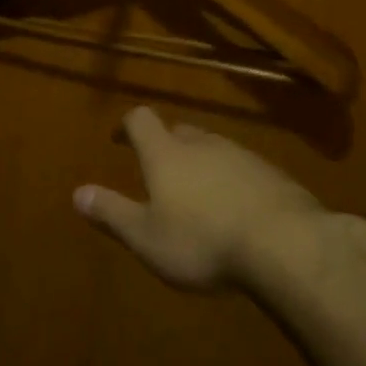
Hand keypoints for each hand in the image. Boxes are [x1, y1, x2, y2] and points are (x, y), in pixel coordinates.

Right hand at [75, 106, 323, 290]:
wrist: (287, 245)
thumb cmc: (203, 241)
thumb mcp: (147, 237)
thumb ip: (112, 213)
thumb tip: (77, 193)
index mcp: (166, 154)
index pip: (141, 120)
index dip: (127, 126)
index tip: (119, 139)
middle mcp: (202, 144)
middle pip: (179, 132)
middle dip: (166, 146)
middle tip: (158, 171)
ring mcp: (242, 156)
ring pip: (213, 149)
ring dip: (201, 163)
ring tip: (198, 194)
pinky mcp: (274, 175)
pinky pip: (243, 169)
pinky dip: (232, 181)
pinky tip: (237, 210)